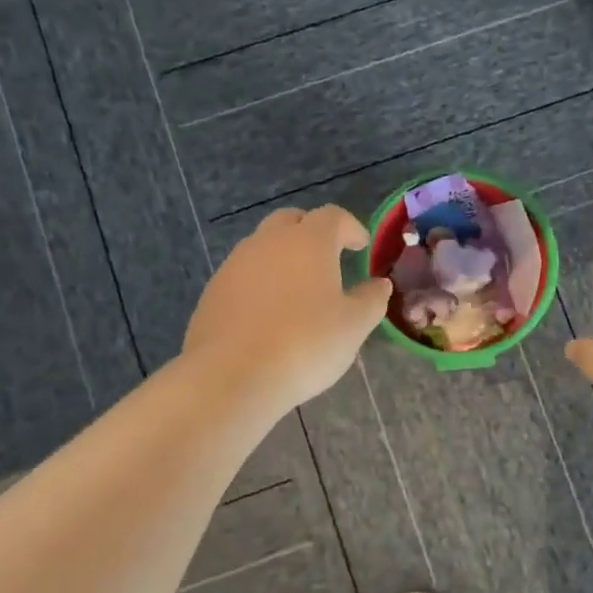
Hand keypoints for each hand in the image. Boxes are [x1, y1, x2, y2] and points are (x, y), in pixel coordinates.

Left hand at [184, 205, 391, 413]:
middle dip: (312, 232)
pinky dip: (260, 282)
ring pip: (263, 246)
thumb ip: (371, 299)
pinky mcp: (213, 291)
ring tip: (298, 289)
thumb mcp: (354, 326)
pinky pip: (243, 275)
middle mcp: (268, 242)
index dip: (350, 227)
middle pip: (291, 221)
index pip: (332, 216)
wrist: (232, 376)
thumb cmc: (305, 344)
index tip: (361, 246)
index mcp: (308, 242)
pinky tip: (268, 314)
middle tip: (328, 257)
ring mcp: (235, 265)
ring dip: (283, 257)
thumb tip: (379, 285)